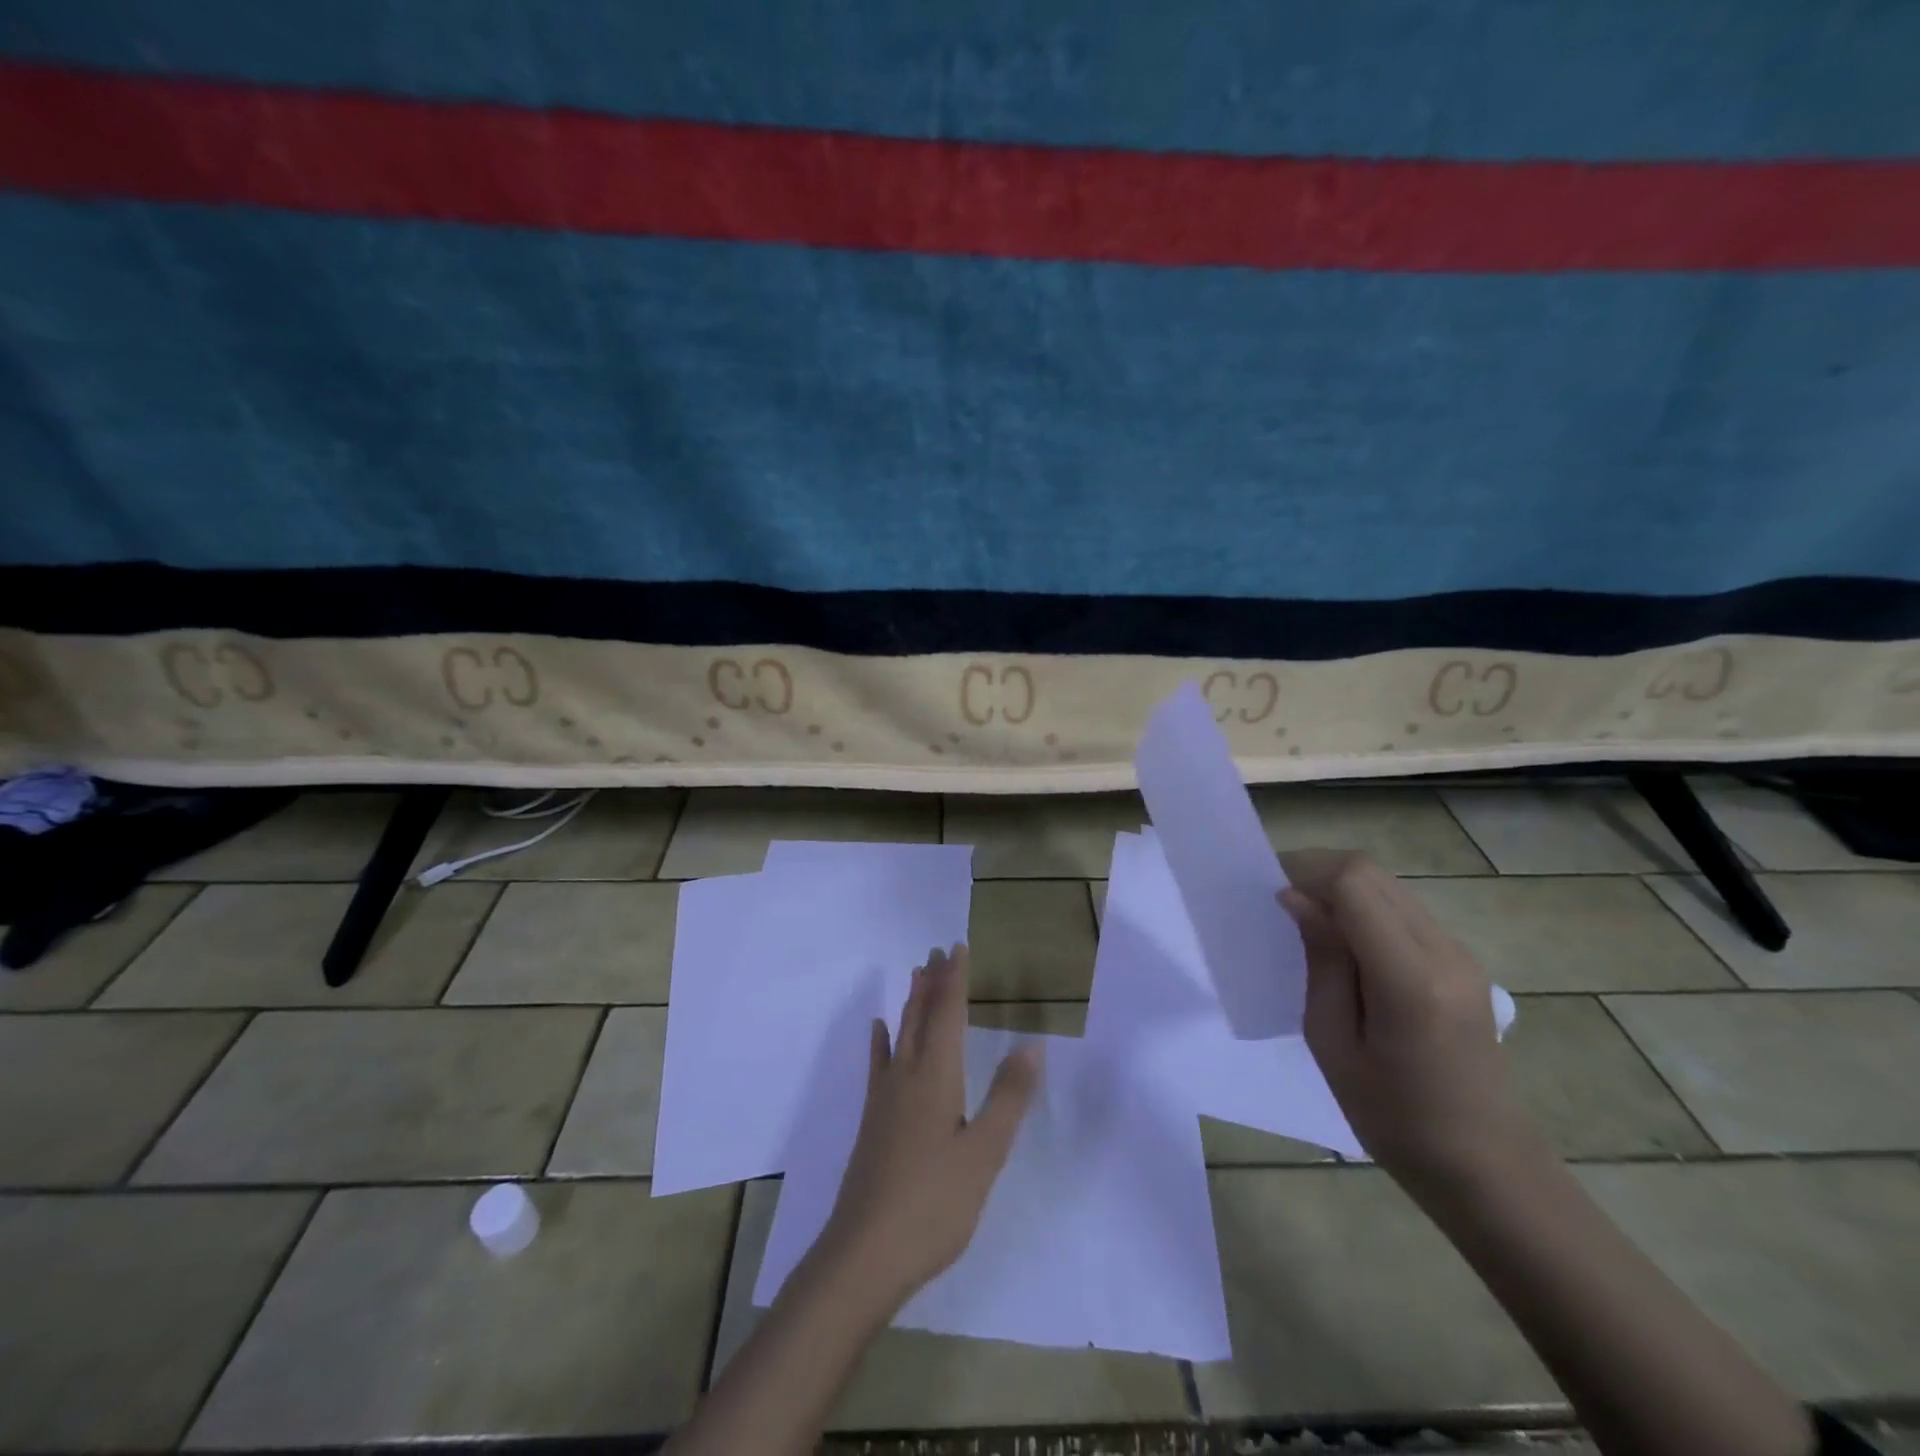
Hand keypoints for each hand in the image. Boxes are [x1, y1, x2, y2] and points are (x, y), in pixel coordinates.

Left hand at [810, 945, 1041, 1312]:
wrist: (864, 1254)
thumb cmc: (933, 1205)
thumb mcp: (984, 1154)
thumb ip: (1008, 1098)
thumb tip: (1031, 1044)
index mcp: (936, 1078)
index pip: (948, 1015)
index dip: (954, 980)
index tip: (958, 947)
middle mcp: (907, 1077)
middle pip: (921, 1016)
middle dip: (932, 982)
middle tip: (938, 950)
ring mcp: (884, 1099)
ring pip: (900, 1035)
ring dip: (911, 1002)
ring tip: (916, 974)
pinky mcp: (873, 1121)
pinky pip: (879, 1064)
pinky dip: (881, 1041)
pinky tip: (879, 1030)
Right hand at [1279, 853, 1536, 1195]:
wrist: (1485, 1164)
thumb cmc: (1394, 1118)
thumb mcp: (1333, 1042)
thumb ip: (1320, 961)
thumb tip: (1296, 899)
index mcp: (1410, 979)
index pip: (1354, 885)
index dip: (1305, 873)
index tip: (1269, 896)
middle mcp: (1443, 952)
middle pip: (1371, 873)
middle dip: (1317, 871)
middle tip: (1278, 901)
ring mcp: (1460, 953)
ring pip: (1387, 885)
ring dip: (1340, 887)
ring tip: (1305, 920)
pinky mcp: (1461, 961)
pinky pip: (1402, 909)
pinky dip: (1363, 906)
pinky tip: (1341, 941)